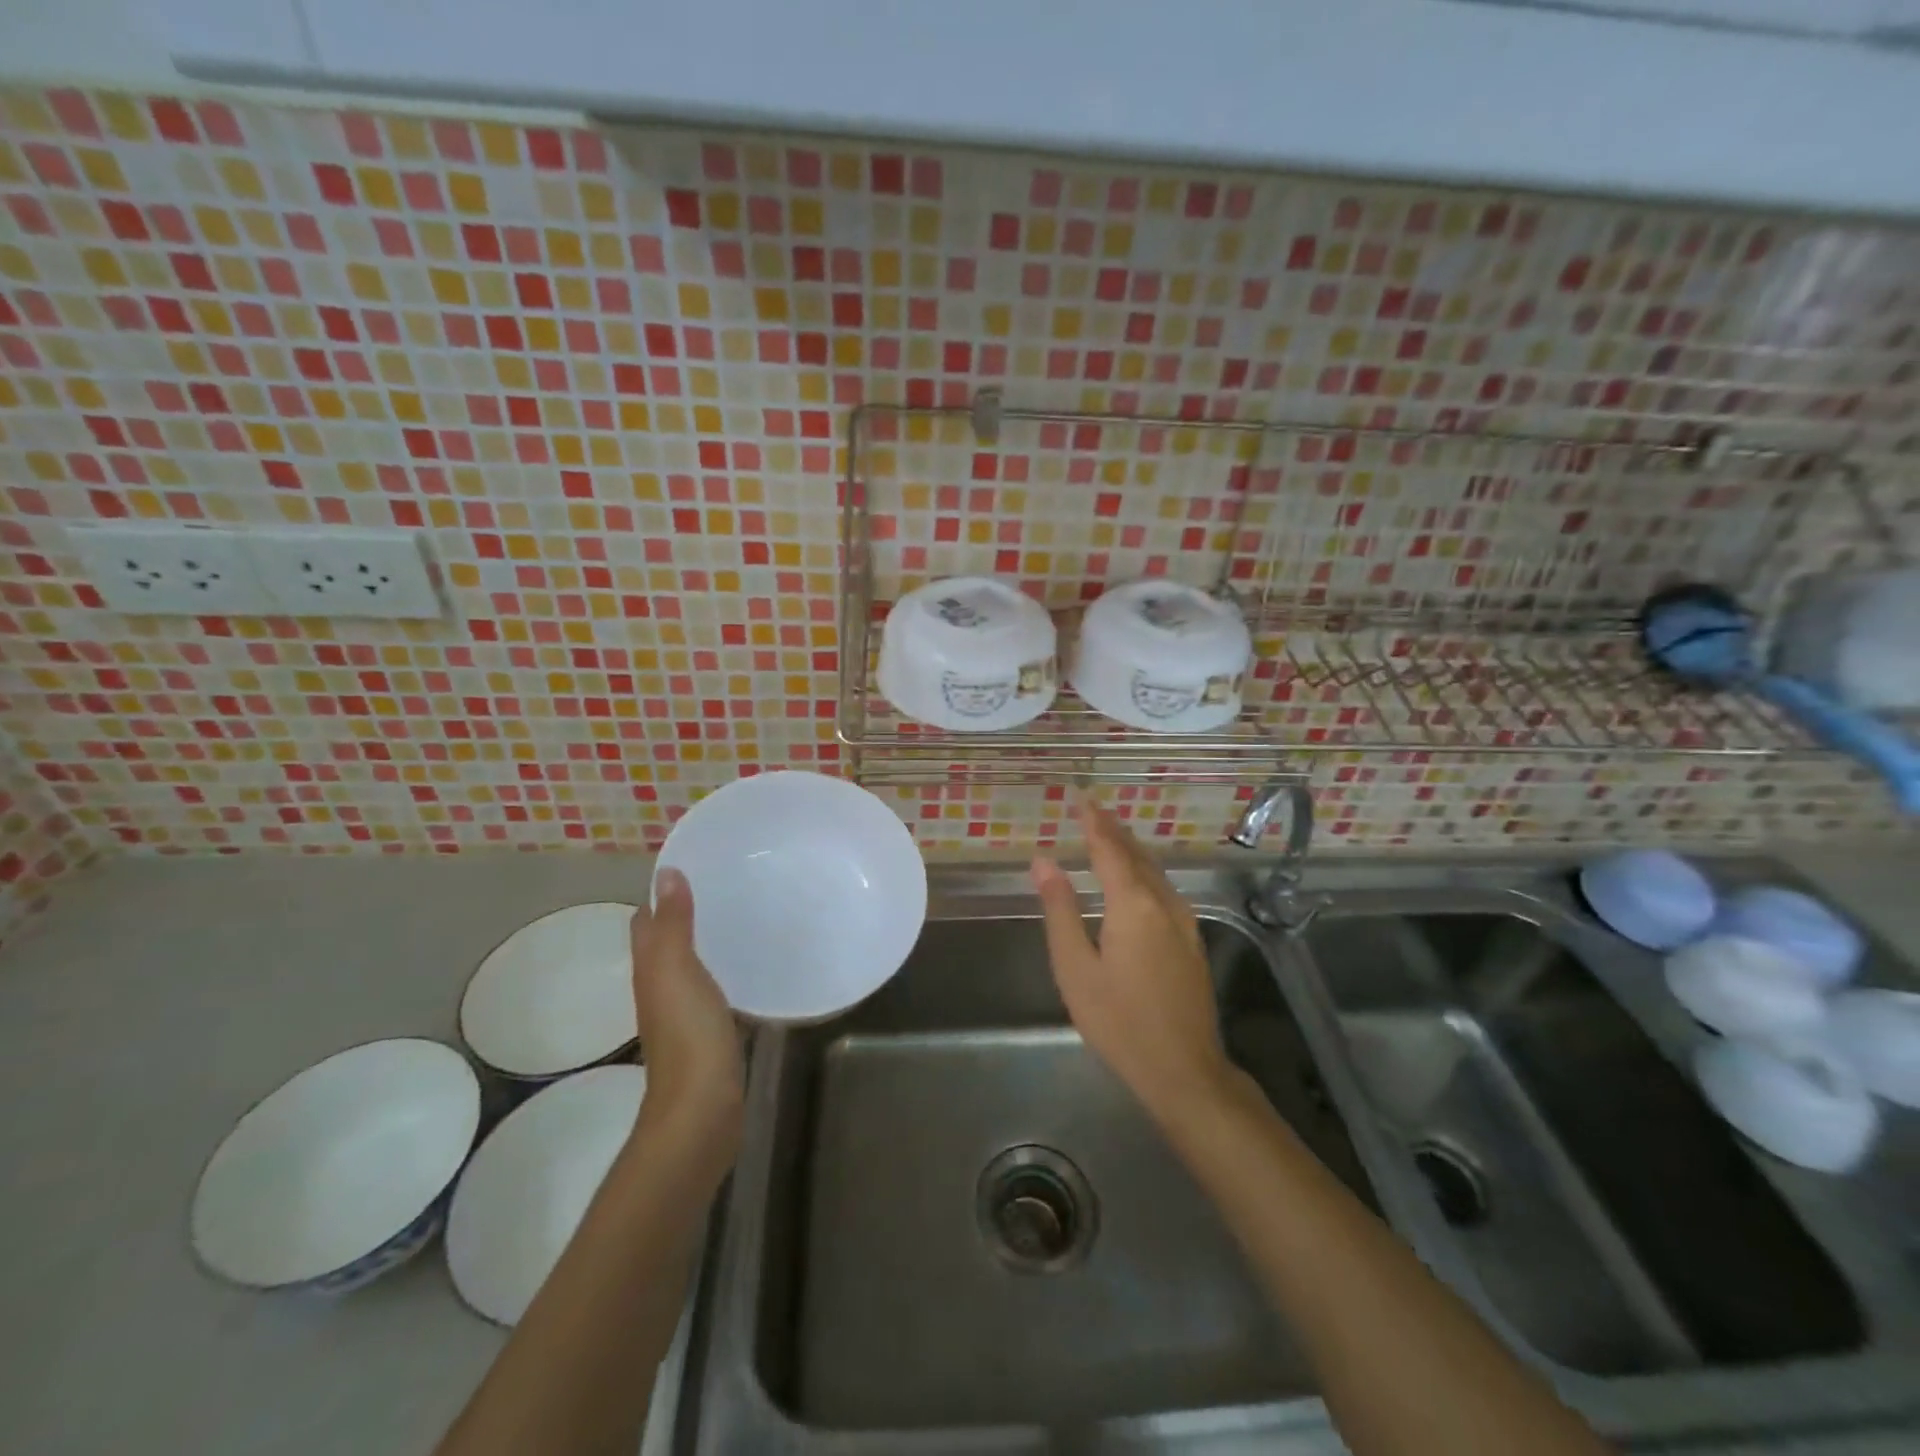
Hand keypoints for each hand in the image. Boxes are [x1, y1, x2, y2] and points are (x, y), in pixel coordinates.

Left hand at [629, 869, 744, 1137]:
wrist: (701, 1109)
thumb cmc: (688, 1034)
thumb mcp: (678, 970)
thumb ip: (674, 923)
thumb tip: (666, 873)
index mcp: (651, 970)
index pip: (646, 923)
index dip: (660, 896)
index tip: (692, 869)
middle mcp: (660, 988)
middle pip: (666, 943)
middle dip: (685, 914)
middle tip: (723, 887)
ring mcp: (683, 1013)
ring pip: (689, 966)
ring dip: (706, 942)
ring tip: (740, 916)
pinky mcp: (708, 1032)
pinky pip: (712, 989)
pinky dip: (723, 970)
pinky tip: (748, 965)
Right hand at [1032, 792, 1235, 1127]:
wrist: (1183, 1069)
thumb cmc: (1118, 1020)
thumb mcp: (1075, 968)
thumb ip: (1060, 909)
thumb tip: (1044, 861)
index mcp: (1133, 904)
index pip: (1109, 848)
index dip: (1092, 821)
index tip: (1079, 797)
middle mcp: (1163, 902)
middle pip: (1135, 854)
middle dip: (1112, 829)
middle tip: (1090, 809)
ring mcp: (1183, 921)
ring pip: (1153, 870)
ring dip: (1129, 848)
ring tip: (1108, 833)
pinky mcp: (1191, 939)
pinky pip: (1163, 887)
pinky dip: (1143, 870)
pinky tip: (1135, 876)